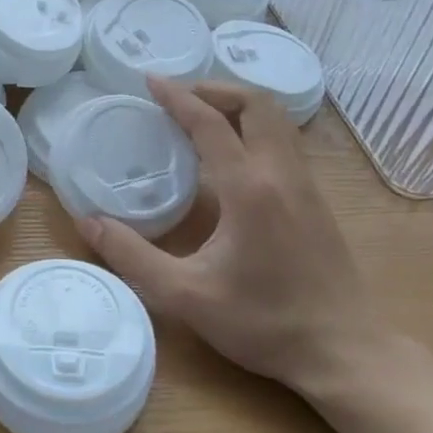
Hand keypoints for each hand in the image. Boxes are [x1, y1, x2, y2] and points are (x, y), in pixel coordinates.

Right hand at [74, 77, 390, 393]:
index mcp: (249, 190)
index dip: (178, 97)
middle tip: (178, 97)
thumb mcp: (185, 295)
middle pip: (257, 104)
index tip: (149, 80)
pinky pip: (285, 143)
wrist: (344, 351)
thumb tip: (88, 223)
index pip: (211, 124)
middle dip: (215, 89)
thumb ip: (132, 256)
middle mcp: (282, 175)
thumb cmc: (263, 322)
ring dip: (239, 106)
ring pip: (278, 121)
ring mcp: (306, 187)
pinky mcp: (316, 202)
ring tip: (201, 116)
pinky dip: (255, 128)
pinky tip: (232, 155)